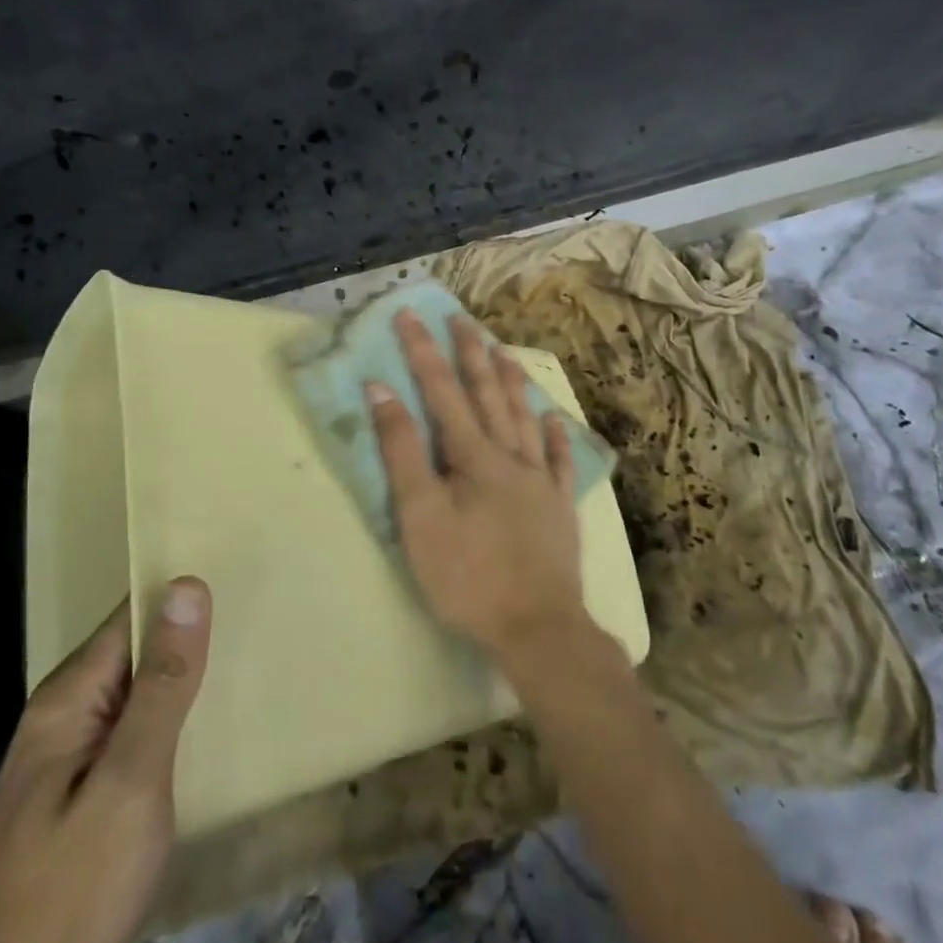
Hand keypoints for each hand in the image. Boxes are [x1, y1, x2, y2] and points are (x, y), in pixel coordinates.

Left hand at [0, 579, 211, 942]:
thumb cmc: (72, 888)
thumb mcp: (131, 780)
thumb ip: (163, 684)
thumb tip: (187, 585)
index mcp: (69, 697)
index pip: (133, 614)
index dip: (181, 594)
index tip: (239, 576)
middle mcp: (61, 714)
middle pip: (133, 650)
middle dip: (186, 636)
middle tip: (255, 620)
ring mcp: (64, 756)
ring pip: (133, 693)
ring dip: (179, 680)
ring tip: (242, 663)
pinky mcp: (75, 795)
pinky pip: (127, 731)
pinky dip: (165, 720)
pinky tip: (198, 730)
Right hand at [365, 311, 586, 657]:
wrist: (538, 628)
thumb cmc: (468, 574)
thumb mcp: (420, 515)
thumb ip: (402, 451)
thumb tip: (382, 390)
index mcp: (473, 455)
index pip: (442, 391)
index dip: (423, 351)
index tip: (410, 315)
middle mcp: (510, 456)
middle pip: (488, 394)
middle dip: (471, 353)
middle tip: (461, 319)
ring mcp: (540, 481)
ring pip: (524, 418)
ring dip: (511, 382)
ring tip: (503, 352)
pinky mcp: (560, 508)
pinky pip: (560, 461)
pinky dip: (555, 436)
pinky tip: (552, 418)